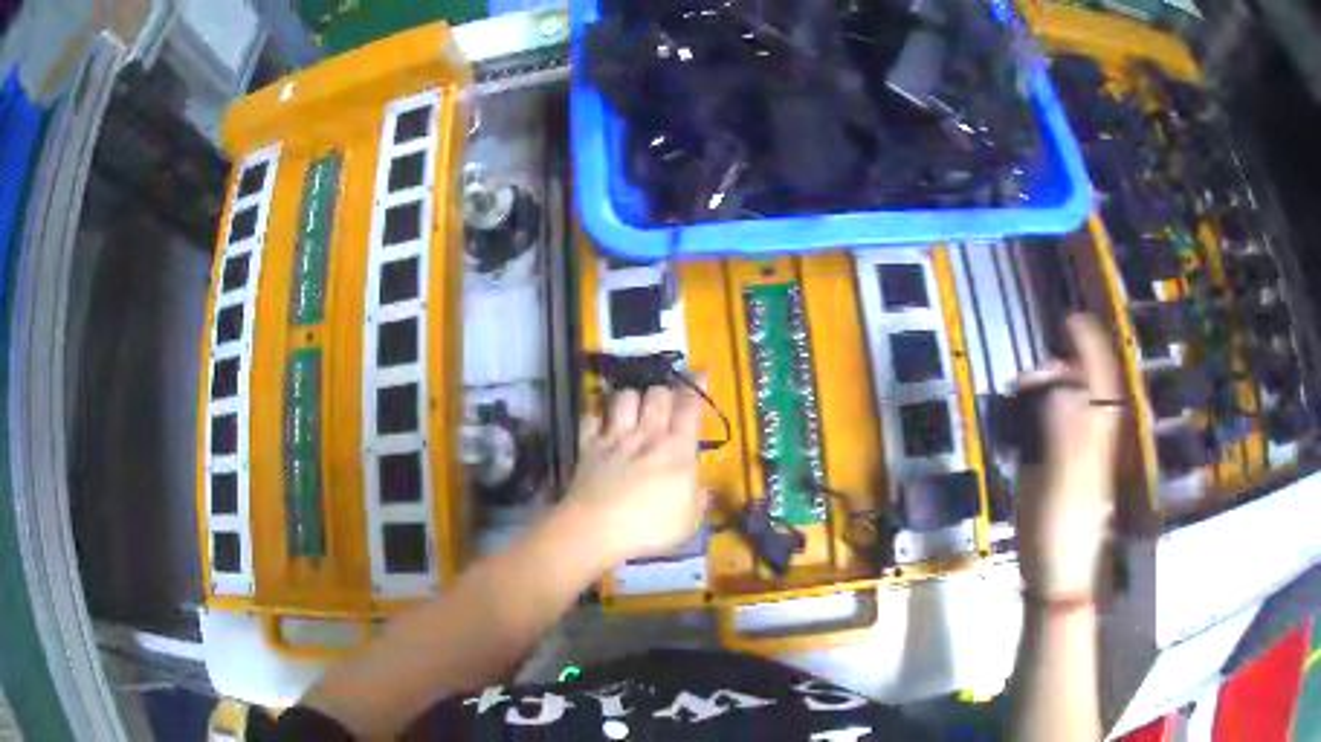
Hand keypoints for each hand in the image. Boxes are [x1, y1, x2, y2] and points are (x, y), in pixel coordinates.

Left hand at [561, 384, 706, 565]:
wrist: (596, 528)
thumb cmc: (649, 528)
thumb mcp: (688, 522)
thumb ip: (698, 501)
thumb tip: (703, 489)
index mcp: (677, 450)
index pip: (689, 407)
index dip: (696, 387)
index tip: (700, 374)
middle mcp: (647, 435)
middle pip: (657, 394)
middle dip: (664, 392)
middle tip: (666, 404)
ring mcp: (614, 437)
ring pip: (624, 397)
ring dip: (631, 399)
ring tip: (633, 410)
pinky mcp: (588, 446)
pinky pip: (590, 418)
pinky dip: (595, 418)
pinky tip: (599, 425)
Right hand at [1015, 315, 1122, 600]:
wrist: (1058, 578)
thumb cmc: (1062, 528)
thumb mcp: (1063, 476)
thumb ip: (1063, 425)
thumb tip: (1058, 380)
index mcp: (1097, 435)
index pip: (1100, 377)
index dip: (1089, 345)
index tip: (1071, 320)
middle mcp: (1093, 439)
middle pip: (1085, 390)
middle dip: (1061, 369)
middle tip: (1030, 374)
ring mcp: (1079, 458)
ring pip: (1072, 410)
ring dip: (1051, 393)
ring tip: (1023, 394)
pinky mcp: (1064, 476)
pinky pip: (1056, 433)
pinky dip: (1042, 418)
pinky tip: (1025, 427)